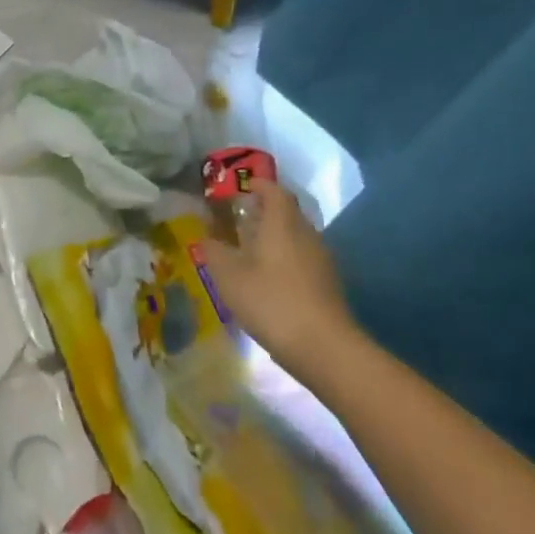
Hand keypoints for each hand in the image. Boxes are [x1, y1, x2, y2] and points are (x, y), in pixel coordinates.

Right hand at [202, 178, 359, 376]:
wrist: (324, 349)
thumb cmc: (270, 301)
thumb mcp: (228, 275)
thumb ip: (213, 250)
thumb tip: (207, 237)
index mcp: (282, 223)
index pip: (274, 190)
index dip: (257, 185)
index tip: (238, 188)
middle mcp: (306, 234)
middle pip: (286, 212)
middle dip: (262, 212)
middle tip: (236, 220)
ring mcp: (321, 260)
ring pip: (295, 237)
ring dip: (273, 237)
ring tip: (247, 251)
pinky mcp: (327, 284)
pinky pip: (302, 259)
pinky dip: (283, 259)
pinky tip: (267, 280)